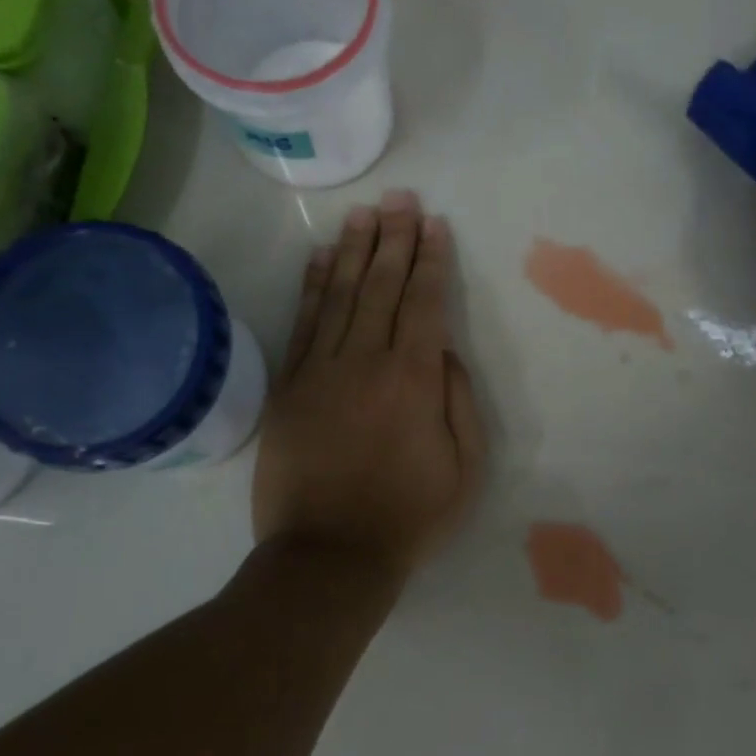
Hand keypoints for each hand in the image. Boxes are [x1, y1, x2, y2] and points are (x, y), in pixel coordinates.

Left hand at [253, 191, 486, 577]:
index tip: (435, 225)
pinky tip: (323, 257)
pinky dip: (314, 286)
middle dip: (396, 238)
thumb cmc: (409, 517)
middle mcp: (367, 362)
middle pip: (383, 286)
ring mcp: (322, 371)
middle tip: (402, 198)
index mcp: (415, 380)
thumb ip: (460, 402)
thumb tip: (446, 352)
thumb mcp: (465, 468)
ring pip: (342, 295)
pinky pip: (304, 324)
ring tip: (366, 214)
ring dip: (356, 250)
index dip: (432, 261)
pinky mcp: (290, 387)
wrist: (329, 556)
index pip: (425, 303)